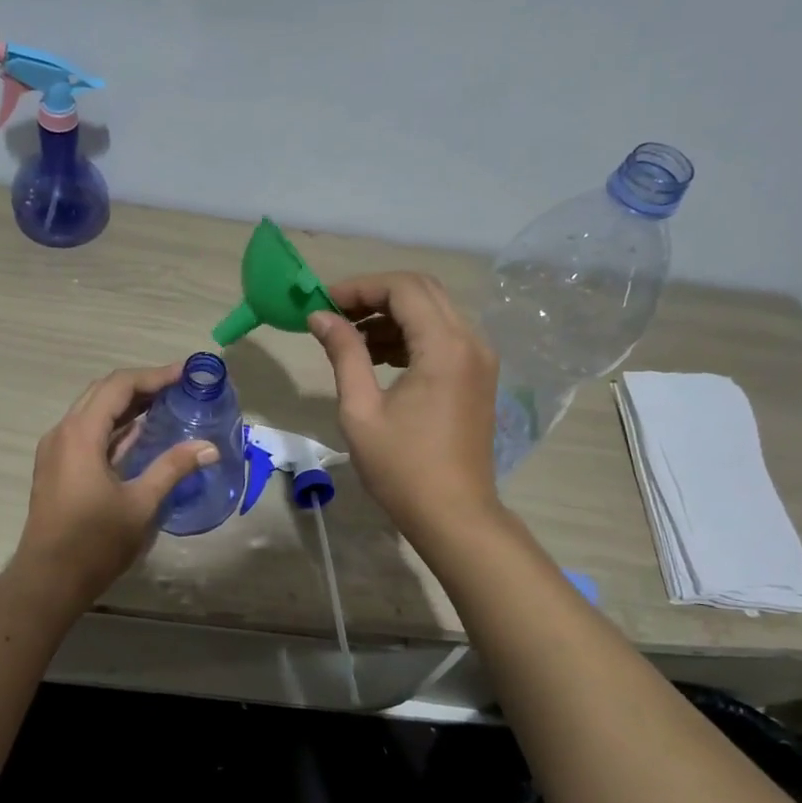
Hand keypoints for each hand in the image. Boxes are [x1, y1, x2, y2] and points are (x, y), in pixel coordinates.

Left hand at [11, 364, 219, 608]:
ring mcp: (57, 450)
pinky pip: (88, 432)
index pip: (119, 386)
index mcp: (80, 434)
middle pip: (104, 392)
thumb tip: (209, 447)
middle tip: (179, 387)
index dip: (154, 376)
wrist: (48, 580)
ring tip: (167, 404)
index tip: (186, 374)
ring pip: (94, 411)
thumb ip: (173, 468)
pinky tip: (142, 434)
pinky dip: (115, 426)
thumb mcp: (140, 503)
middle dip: (142, 385)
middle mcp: (63, 432)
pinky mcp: (58, 467)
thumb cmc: (94, 542)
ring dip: (128, 405)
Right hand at [307, 272, 502, 547]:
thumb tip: (321, 317)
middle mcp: (471, 341)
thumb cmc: (402, 468)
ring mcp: (480, 359)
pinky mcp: (478, 376)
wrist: (454, 515)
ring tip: (350, 338)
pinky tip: (378, 357)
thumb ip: (344, 354)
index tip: (323, 302)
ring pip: (434, 312)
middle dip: (375, 295)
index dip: (360, 287)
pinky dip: (410, 336)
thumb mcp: (361, 410)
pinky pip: (443, 336)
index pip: (403, 288)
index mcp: (445, 346)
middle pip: (422, 291)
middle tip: (335, 314)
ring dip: (392, 315)